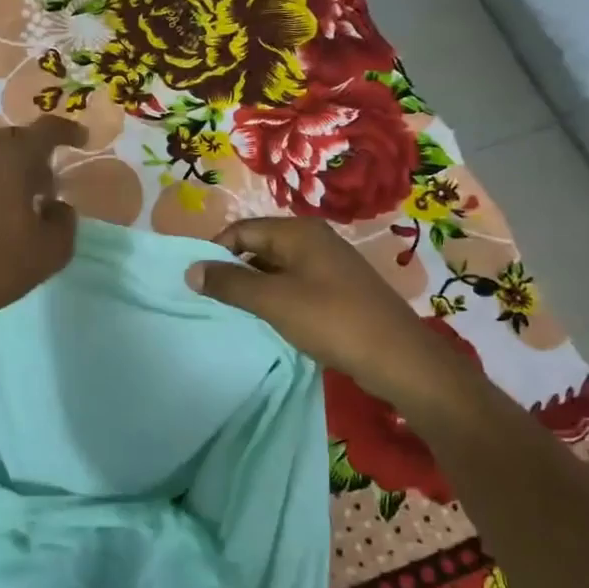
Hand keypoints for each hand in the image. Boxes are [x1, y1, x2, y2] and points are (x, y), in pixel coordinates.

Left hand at [0, 116, 87, 325]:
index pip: (46, 129)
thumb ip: (65, 221)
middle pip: (13, 138)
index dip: (68, 131)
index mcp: (12, 158)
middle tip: (44, 186)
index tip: (81, 141)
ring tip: (12, 199)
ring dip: (4, 166)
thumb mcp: (51, 252)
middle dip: (33, 154)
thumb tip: (56, 205)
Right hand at [187, 218, 494, 431]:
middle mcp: (313, 240)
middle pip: (258, 246)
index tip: (196, 282)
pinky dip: (275, 299)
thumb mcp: (273, 300)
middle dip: (232, 271)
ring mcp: (328, 265)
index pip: (241, 230)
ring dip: (253, 288)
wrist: (397, 356)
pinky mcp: (337, 290)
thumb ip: (230, 283)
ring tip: (234, 313)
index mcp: (298, 232)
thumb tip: (191, 270)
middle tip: (211, 300)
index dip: (215, 252)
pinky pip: (294, 285)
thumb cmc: (331, 320)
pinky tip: (267, 321)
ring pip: (275, 268)